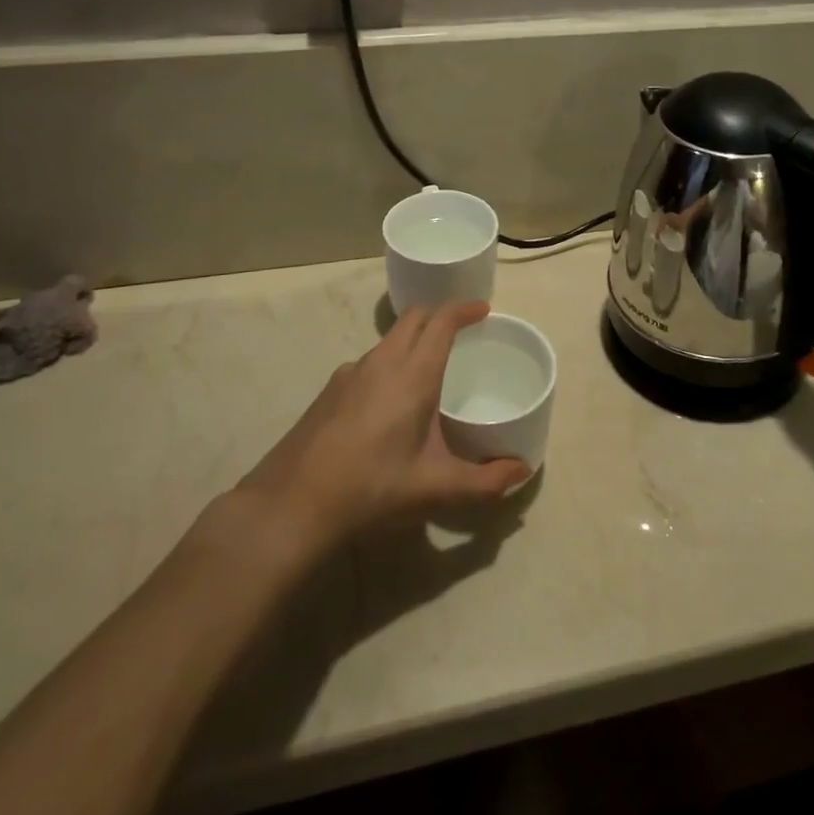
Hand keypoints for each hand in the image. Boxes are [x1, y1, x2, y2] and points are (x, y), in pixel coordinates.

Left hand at [233, 302, 530, 553]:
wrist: (291, 505)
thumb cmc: (371, 488)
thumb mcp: (435, 489)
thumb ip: (485, 481)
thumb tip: (522, 470)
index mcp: (412, 374)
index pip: (441, 321)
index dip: (464, 309)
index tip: (483, 310)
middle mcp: (381, 362)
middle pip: (413, 319)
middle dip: (439, 317)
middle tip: (461, 334)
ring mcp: (349, 373)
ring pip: (388, 340)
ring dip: (412, 340)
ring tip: (429, 371)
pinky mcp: (329, 391)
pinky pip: (369, 362)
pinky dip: (389, 363)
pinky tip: (389, 404)